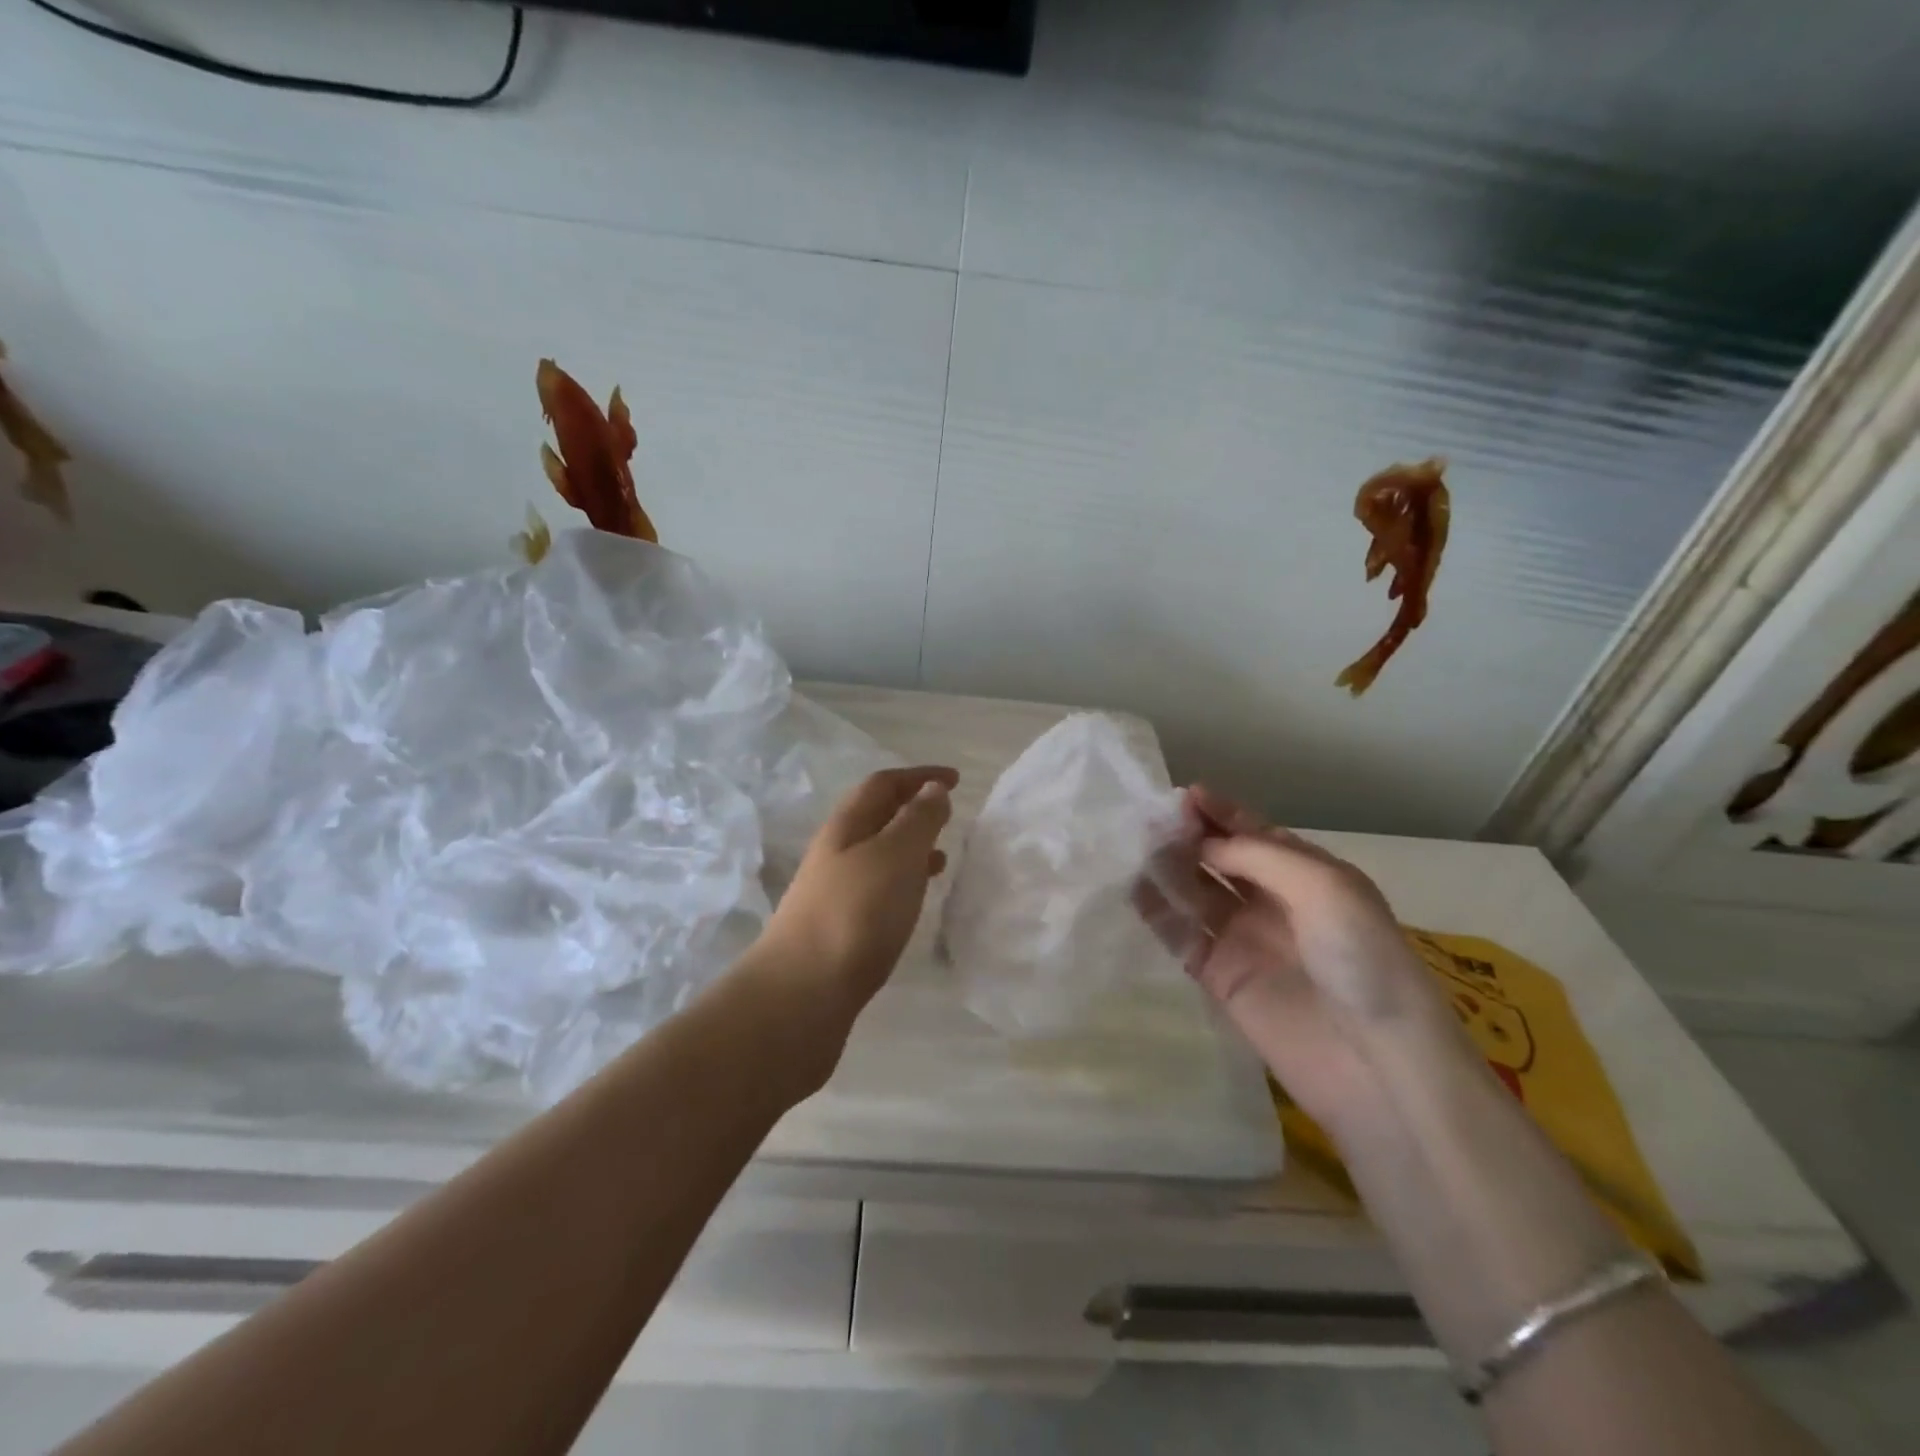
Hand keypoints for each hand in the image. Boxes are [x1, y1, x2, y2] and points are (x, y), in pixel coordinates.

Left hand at [761, 765, 956, 1015]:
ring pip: (879, 854)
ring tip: (942, 856)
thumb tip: (933, 788)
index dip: (919, 775)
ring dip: (910, 847)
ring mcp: (835, 890)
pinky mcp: (840, 926)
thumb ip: (918, 819)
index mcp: (847, 826)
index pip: (883, 784)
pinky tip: (915, 900)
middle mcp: (836, 852)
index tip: (956, 779)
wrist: (802, 992)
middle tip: (949, 814)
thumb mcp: (895, 855)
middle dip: (913, 808)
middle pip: (876, 816)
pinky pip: (878, 888)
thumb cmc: (856, 913)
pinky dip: (903, 881)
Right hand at [1134, 786, 1463, 1135]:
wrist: (1374, 1061)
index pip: (1254, 832)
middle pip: (1220, 859)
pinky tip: (1131, 890)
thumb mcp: (1322, 886)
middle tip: (1148, 821)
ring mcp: (1243, 939)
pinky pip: (1181, 935)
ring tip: (1131, 848)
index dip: (1220, 813)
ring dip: (1167, 869)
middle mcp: (1272, 901)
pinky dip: (1157, 912)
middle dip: (1189, 837)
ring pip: (1195, 892)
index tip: (1183, 796)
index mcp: (1306, 874)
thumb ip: (1257, 856)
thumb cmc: (1359, 958)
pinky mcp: (1219, 976)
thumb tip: (1201, 845)